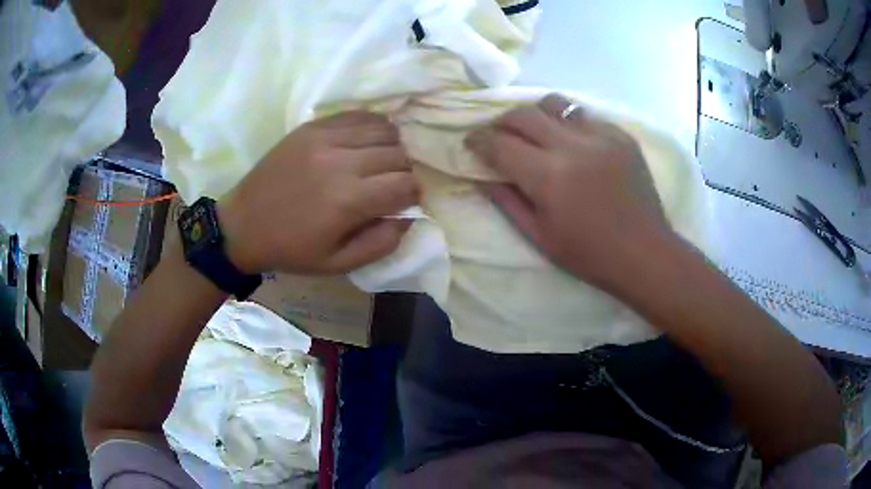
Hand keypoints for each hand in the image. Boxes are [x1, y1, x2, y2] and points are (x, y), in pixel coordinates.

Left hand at [218, 111, 418, 273]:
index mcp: (348, 200)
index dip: (413, 195)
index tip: (404, 202)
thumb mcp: (338, 263)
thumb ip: (382, 243)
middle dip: (404, 172)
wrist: (243, 225)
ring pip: (384, 129)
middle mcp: (341, 161)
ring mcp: (325, 138)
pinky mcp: (312, 126)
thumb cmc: (291, 249)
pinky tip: (365, 143)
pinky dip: (372, 127)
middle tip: (390, 185)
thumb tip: (409, 216)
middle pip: (399, 154)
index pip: (406, 184)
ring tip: (379, 162)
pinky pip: (358, 115)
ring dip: (391, 147)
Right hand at [465, 94, 675, 290]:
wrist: (644, 253)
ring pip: (555, 103)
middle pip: (524, 113)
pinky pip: (583, 116)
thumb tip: (481, 175)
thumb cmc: (589, 254)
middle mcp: (573, 146)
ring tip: (535, 131)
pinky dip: (567, 124)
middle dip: (502, 121)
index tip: (471, 143)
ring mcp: (601, 135)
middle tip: (499, 135)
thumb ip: (506, 200)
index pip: (500, 143)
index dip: (479, 140)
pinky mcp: (620, 134)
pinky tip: (572, 143)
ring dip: (535, 114)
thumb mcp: (539, 235)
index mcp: (549, 176)